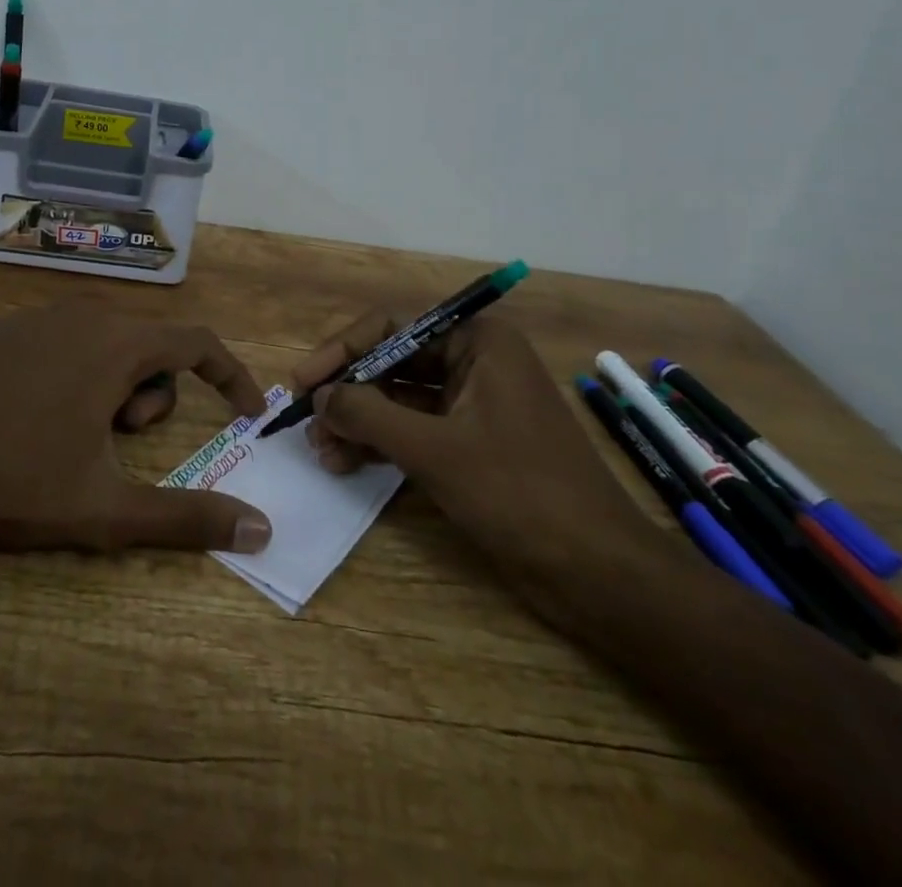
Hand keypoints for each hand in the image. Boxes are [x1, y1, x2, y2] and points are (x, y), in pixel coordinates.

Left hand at [0, 304, 273, 554]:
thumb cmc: (14, 479)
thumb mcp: (106, 509)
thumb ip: (187, 518)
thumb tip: (261, 531)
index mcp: (117, 345)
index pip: (198, 344)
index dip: (229, 376)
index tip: (243, 413)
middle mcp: (82, 315)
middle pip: (146, 347)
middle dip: (148, 397)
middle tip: (115, 443)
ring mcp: (32, 315)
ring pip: (99, 341)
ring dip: (105, 386)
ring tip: (66, 434)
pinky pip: (50, 342)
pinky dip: (59, 374)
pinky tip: (21, 415)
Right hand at [293, 306, 666, 597]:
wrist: (599, 573)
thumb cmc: (519, 493)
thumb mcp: (434, 449)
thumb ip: (369, 414)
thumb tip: (320, 396)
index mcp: (478, 342)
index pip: (391, 328)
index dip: (341, 351)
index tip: (302, 382)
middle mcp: (476, 362)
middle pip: (393, 363)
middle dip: (349, 393)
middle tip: (307, 423)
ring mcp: (475, 405)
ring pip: (400, 399)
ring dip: (359, 422)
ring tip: (321, 451)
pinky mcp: (473, 444)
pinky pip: (415, 430)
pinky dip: (382, 444)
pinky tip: (347, 463)